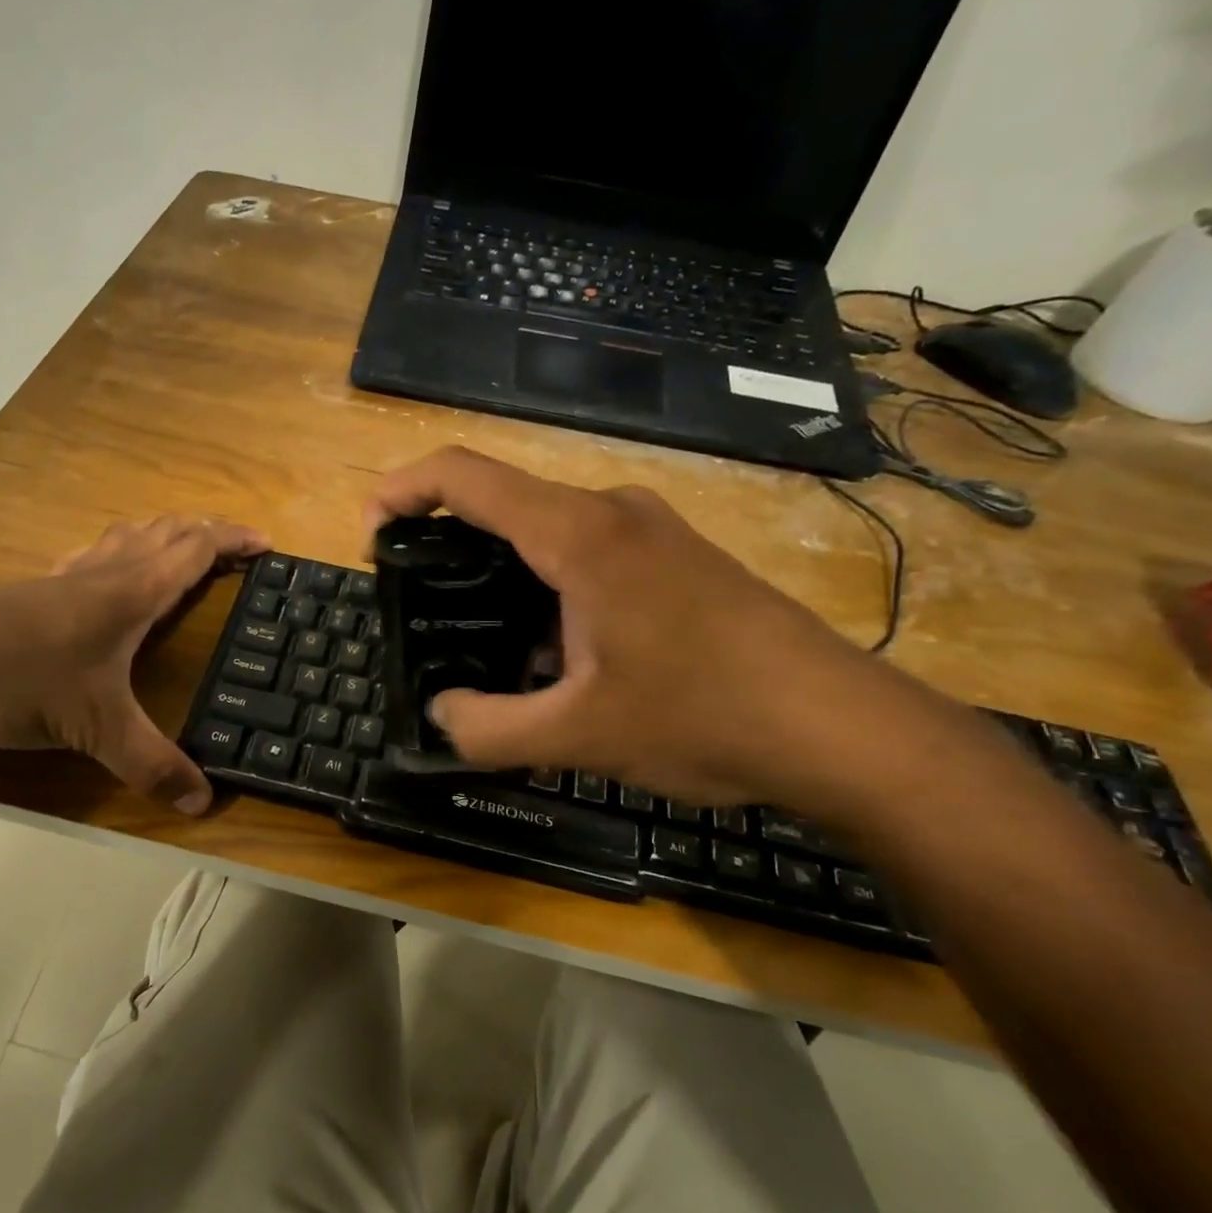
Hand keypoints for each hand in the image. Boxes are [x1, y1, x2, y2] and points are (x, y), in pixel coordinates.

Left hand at [0, 515, 267, 812]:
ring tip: (184, 548)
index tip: (266, 543)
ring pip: (126, 537)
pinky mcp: (34, 591)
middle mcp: (103, 574)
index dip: (233, 542)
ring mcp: (64, 578)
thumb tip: (204, 802)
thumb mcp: (95, 729)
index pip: (194, 551)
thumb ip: (151, 764)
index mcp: (130, 593)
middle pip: (165, 532)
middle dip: (207, 531)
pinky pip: (92, 555)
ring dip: (164, 534)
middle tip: (237, 543)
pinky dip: (119, 551)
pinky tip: (107, 572)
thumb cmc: (18, 681)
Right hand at [367, 448, 896, 808]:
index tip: (372, 534)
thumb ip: (487, 728)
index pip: (464, 476)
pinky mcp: (676, 558)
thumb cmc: (704, 716)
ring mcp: (651, 531)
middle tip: (425, 610)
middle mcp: (612, 512)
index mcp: (578, 535)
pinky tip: (558, 658)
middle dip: (449, 547)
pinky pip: (588, 555)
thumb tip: (442, 715)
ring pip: (546, 534)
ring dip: (504, 580)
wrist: (839, 727)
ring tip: (490, 650)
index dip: (402, 489)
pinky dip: (549, 591)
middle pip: (503, 504)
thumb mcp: (577, 736)